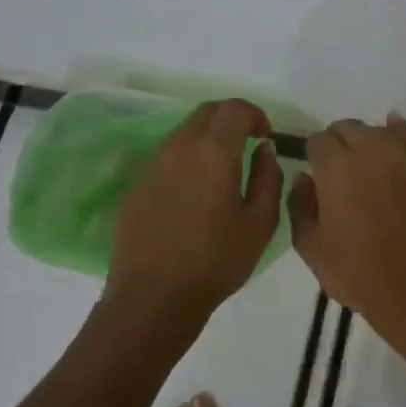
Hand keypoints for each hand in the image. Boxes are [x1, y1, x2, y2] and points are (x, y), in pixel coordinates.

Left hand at [106, 99, 282, 330]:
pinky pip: (167, 157)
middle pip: (206, 112)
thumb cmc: (216, 261)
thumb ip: (269, 177)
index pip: (235, 108)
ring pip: (184, 132)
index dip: (255, 115)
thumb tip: (264, 150)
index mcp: (214, 152)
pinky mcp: (136, 185)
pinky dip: (187, 160)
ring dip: (207, 139)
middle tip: (247, 145)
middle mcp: (179, 148)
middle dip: (231, 119)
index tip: (266, 138)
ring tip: (222, 171)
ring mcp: (152, 165)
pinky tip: (194, 194)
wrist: (153, 297)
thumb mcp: (261, 223)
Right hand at [289, 113, 405, 332]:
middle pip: (347, 128)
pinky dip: (397, 130)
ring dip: (365, 139)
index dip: (313, 153)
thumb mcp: (310, 245)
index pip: (319, 139)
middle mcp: (368, 152)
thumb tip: (303, 178)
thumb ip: (299, 204)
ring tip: (363, 161)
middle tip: (336, 170)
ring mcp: (401, 158)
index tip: (315, 172)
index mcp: (335, 167)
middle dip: (337, 142)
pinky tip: (392, 128)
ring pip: (376, 130)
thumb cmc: (354, 271)